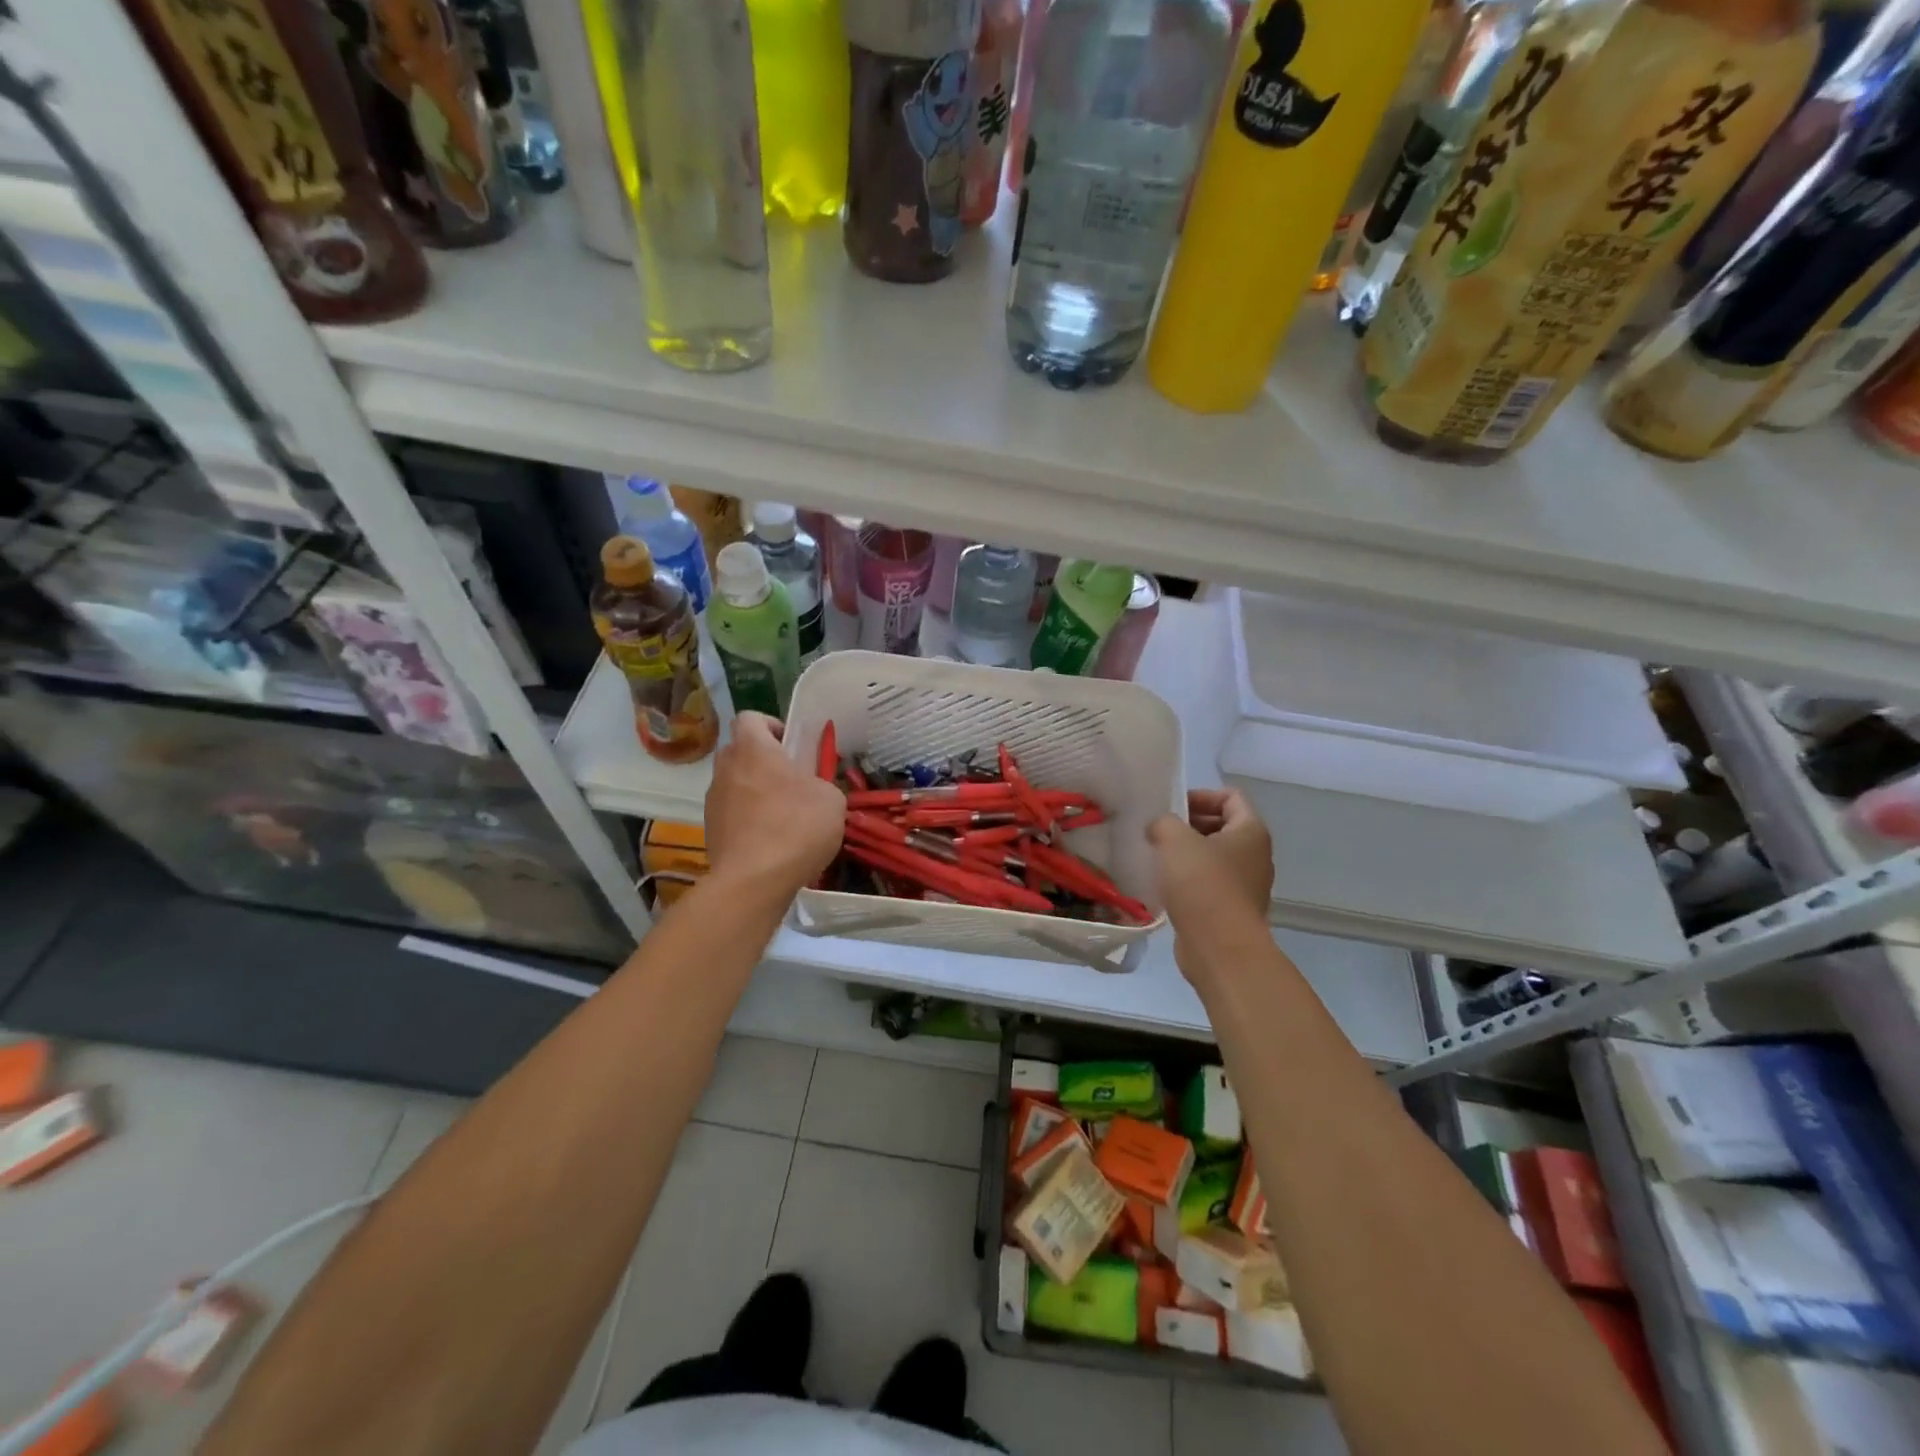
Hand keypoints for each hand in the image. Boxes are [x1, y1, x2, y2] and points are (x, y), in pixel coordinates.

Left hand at [704, 713, 845, 895]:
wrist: (753, 881)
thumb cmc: (797, 827)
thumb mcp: (831, 799)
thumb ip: (821, 783)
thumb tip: (813, 788)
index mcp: (754, 749)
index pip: (750, 717)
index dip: (770, 725)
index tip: (791, 745)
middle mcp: (727, 768)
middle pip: (739, 749)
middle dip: (761, 759)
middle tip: (790, 779)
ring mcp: (713, 800)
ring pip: (733, 782)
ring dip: (753, 790)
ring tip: (782, 815)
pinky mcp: (710, 830)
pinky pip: (730, 812)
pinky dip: (747, 818)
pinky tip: (770, 840)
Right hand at [1148, 789, 1273, 980]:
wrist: (1220, 948)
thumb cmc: (1202, 884)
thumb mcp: (1174, 839)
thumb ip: (1163, 822)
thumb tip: (1160, 828)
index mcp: (1251, 831)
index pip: (1231, 797)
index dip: (1201, 795)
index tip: (1173, 808)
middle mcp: (1255, 856)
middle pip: (1222, 826)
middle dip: (1189, 824)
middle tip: (1158, 832)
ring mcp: (1246, 886)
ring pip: (1213, 857)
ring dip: (1185, 854)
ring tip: (1156, 858)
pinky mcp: (1231, 910)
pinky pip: (1208, 884)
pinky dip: (1187, 880)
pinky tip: (1164, 886)